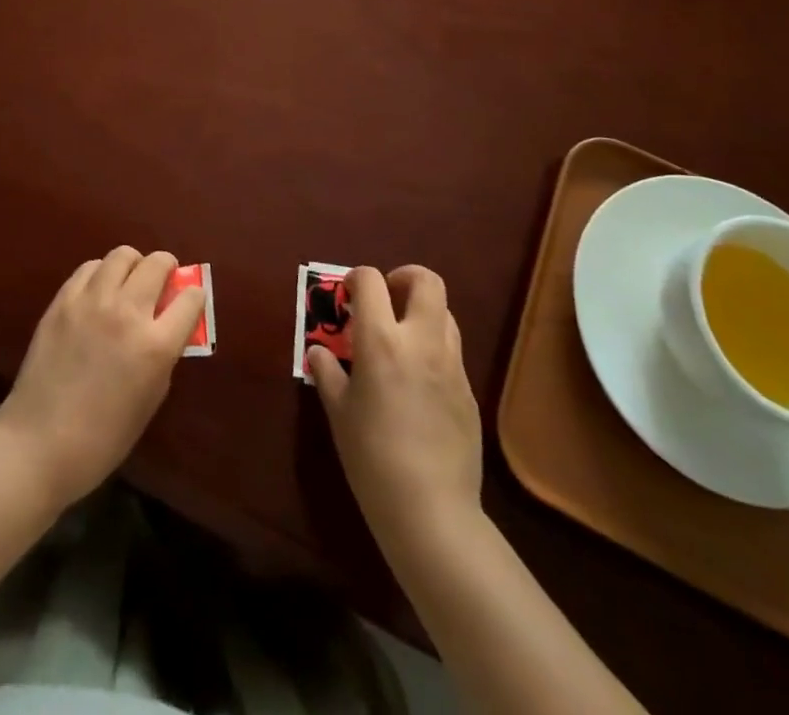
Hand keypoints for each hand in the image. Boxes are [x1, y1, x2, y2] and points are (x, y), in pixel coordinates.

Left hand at [0, 247, 205, 505]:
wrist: (39, 443)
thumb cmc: (104, 437)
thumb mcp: (151, 398)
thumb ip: (165, 355)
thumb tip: (169, 326)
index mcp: (156, 345)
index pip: (190, 298)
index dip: (194, 297)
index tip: (190, 301)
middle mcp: (127, 312)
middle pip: (157, 263)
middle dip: (167, 268)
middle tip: (163, 281)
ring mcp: (91, 302)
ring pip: (122, 255)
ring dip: (134, 264)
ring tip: (129, 281)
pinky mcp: (62, 300)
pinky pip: (89, 268)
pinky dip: (101, 273)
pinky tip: (99, 292)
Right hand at [308, 265, 481, 549]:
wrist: (431, 510)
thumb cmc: (372, 457)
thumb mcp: (338, 412)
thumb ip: (327, 373)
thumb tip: (319, 353)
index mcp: (382, 340)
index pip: (371, 280)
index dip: (356, 278)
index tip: (347, 295)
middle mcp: (421, 341)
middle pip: (426, 281)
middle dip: (404, 277)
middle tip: (386, 298)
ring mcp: (452, 365)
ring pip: (445, 313)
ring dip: (422, 312)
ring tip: (401, 338)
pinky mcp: (470, 391)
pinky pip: (452, 352)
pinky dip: (433, 348)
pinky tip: (418, 382)